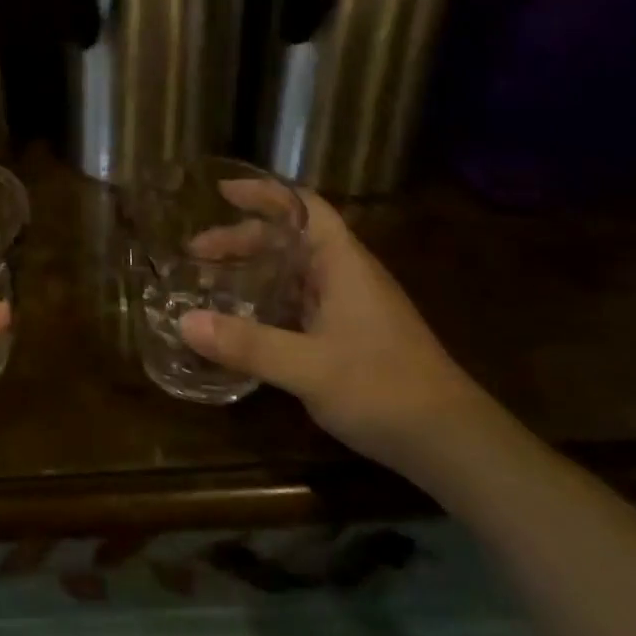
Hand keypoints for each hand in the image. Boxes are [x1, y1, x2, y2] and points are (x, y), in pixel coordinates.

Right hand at [178, 187, 487, 474]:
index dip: (263, 193)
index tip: (220, 192)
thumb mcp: (308, 367)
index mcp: (342, 263)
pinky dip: (267, 302)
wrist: (452, 443)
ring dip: (253, 272)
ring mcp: (350, 307)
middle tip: (195, 254)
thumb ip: (247, 344)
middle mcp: (345, 275)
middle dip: (242, 240)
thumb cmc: (384, 389)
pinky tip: (243, 323)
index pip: (302, 206)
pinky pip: (299, 303)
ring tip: (209, 284)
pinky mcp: (349, 336)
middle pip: (289, 240)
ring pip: (293, 273)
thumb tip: (183, 322)